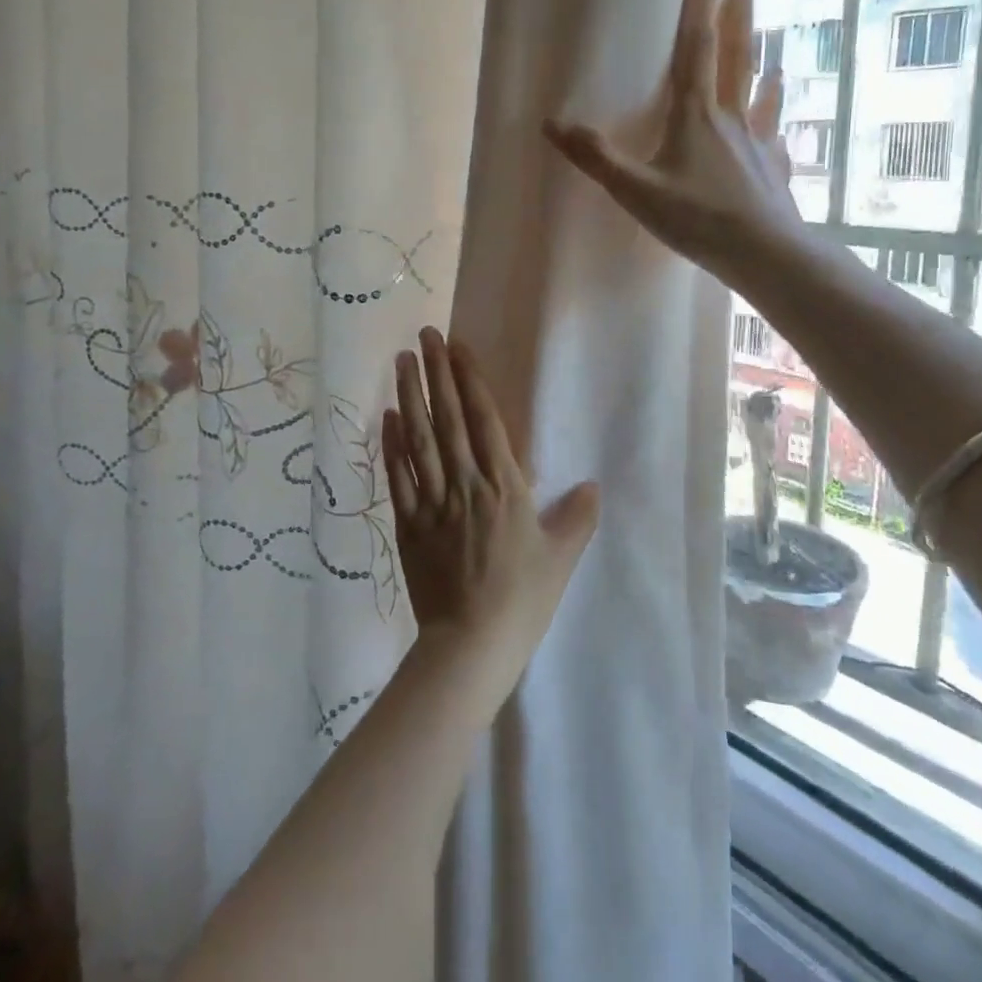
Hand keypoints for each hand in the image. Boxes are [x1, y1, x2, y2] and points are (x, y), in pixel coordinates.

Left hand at [383, 328, 599, 681]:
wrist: (470, 645)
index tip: (457, 347)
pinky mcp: (408, 522)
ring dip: (409, 396)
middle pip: (447, 418)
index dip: (469, 379)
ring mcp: (432, 501)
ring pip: (419, 438)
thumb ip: (577, 518)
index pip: (483, 419)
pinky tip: (388, 416)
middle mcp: (465, 483)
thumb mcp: (560, 559)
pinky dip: (392, 444)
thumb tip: (593, 485)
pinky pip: (398, 475)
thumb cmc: (522, 600)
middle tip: (424, 335)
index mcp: (503, 486)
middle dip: (436, 372)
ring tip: (401, 360)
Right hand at [542, 0, 806, 291]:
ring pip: (758, 90)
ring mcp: (757, 142)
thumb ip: (595, 157)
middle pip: (735, 58)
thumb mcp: (635, 190)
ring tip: (768, 38)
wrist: (764, 253)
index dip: (700, 5)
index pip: (697, 48)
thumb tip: (552, 123)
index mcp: (695, 115)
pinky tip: (779, 112)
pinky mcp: (773, 168)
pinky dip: (774, 113)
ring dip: (760, 59)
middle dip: (737, 18)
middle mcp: (730, 118)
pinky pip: (773, 132)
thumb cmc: (698, 218)